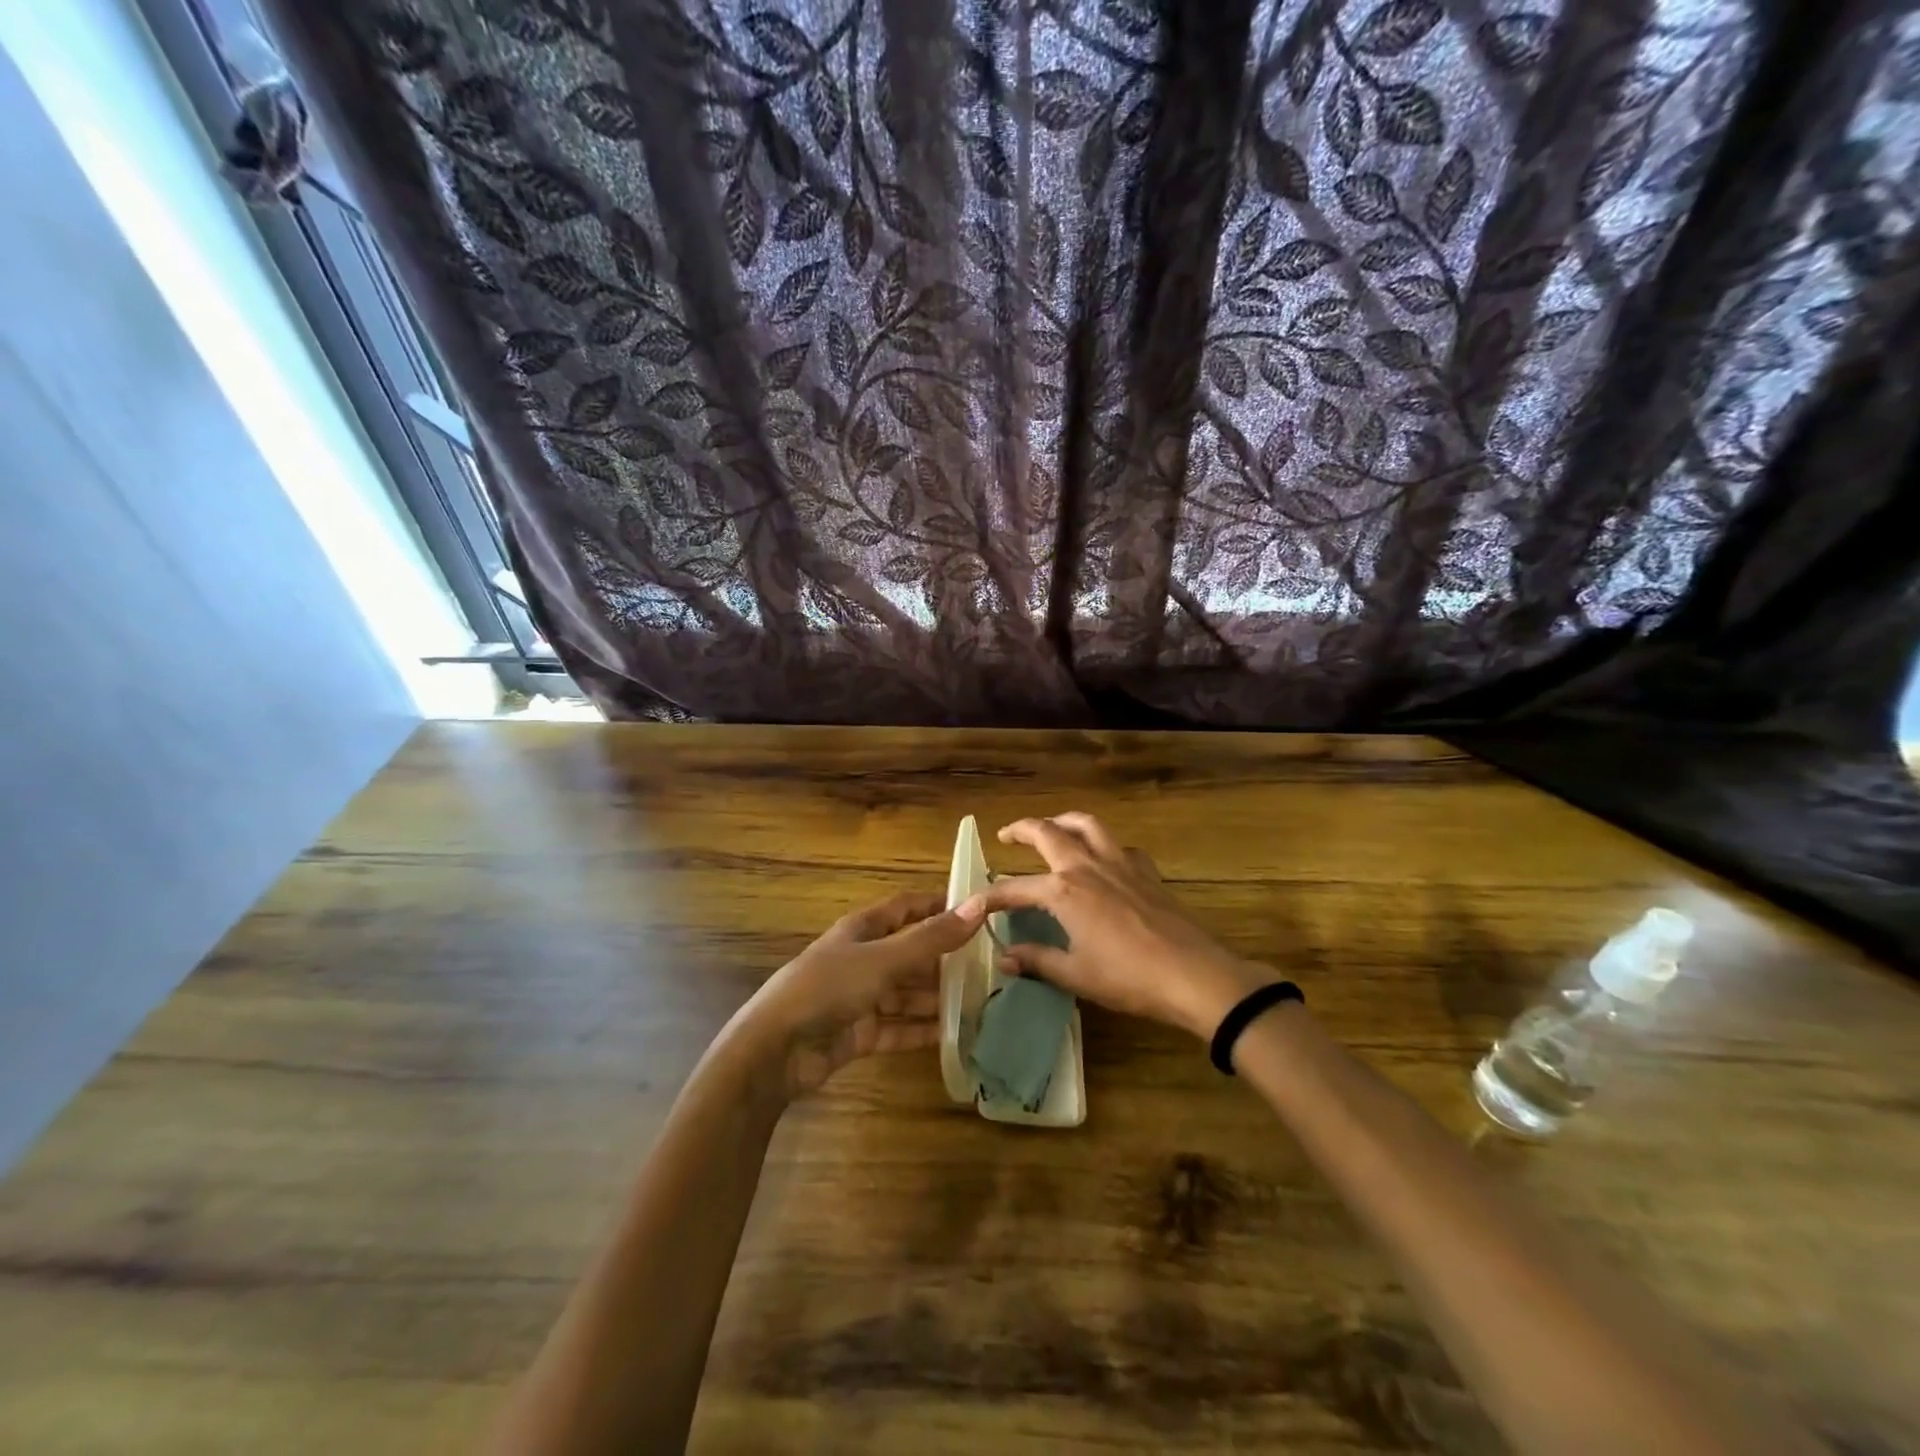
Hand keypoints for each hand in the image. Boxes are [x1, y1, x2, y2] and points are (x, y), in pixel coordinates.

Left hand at [731, 891, 983, 1098]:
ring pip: (907, 992)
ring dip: (938, 997)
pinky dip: (922, 1030)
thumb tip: (980, 905)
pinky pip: (898, 1028)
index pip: (907, 907)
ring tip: (981, 1002)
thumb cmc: (828, 988)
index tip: (979, 908)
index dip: (939, 904)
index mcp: (863, 929)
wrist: (775, 1051)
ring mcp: (860, 998)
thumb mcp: (883, 959)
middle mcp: (863, 958)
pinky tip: (955, 1035)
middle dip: (946, 957)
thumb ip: (931, 938)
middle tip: (992, 963)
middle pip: (911, 952)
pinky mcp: (859, 1033)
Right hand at [965, 813, 1264, 1039]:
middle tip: (1006, 835)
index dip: (991, 895)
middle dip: (1021, 829)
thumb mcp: (1075, 975)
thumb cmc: (1128, 978)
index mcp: (1064, 891)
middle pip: (1047, 832)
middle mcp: (1087, 866)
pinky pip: (1119, 845)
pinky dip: (1103, 844)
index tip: (974, 902)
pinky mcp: (1146, 870)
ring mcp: (1120, 863)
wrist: (1192, 975)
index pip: (1015, 888)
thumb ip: (1037, 961)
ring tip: (1051, 828)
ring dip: (1062, 821)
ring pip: (1086, 825)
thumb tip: (1006, 957)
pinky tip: (1103, 860)